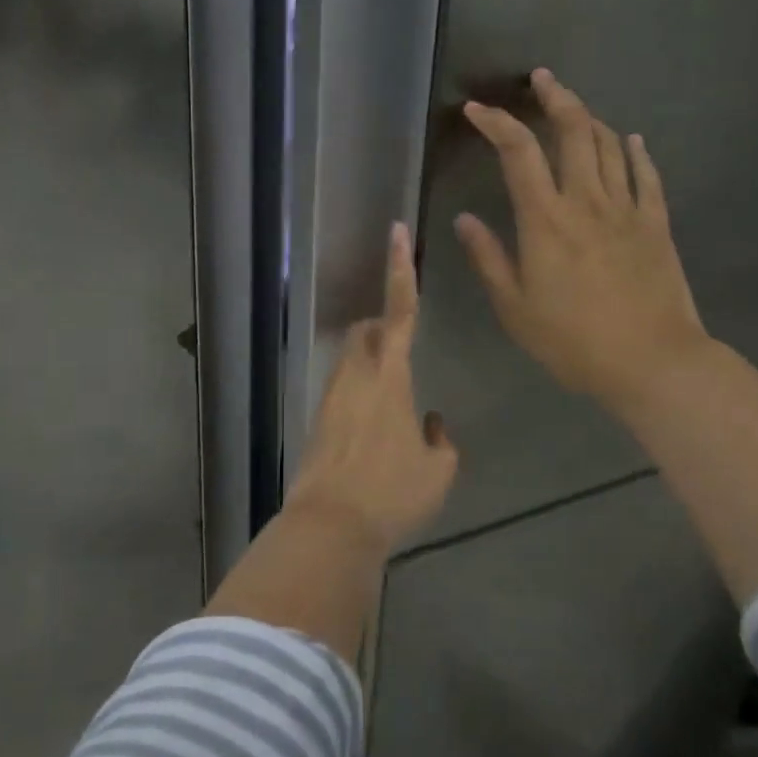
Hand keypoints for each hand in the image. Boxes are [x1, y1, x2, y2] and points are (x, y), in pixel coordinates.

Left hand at [286, 222, 458, 554]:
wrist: (329, 525)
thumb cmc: (392, 492)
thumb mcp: (438, 471)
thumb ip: (440, 441)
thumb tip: (430, 424)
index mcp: (390, 375)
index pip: (400, 310)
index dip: (400, 268)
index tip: (395, 231)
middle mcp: (356, 374)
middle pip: (367, 331)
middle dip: (383, 329)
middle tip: (404, 356)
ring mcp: (331, 395)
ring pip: (352, 360)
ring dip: (372, 365)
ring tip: (394, 407)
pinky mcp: (317, 419)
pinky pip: (343, 390)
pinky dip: (361, 397)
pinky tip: (376, 437)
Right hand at [455, 68, 709, 413]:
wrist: (654, 364)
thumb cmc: (574, 341)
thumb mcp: (515, 308)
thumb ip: (488, 258)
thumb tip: (465, 219)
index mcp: (545, 220)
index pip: (517, 152)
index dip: (496, 123)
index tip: (476, 110)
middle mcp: (587, 202)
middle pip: (573, 131)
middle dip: (554, 97)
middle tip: (541, 78)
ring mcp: (627, 209)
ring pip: (609, 146)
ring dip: (589, 118)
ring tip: (573, 105)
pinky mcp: (657, 224)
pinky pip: (647, 176)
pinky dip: (636, 152)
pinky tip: (631, 140)